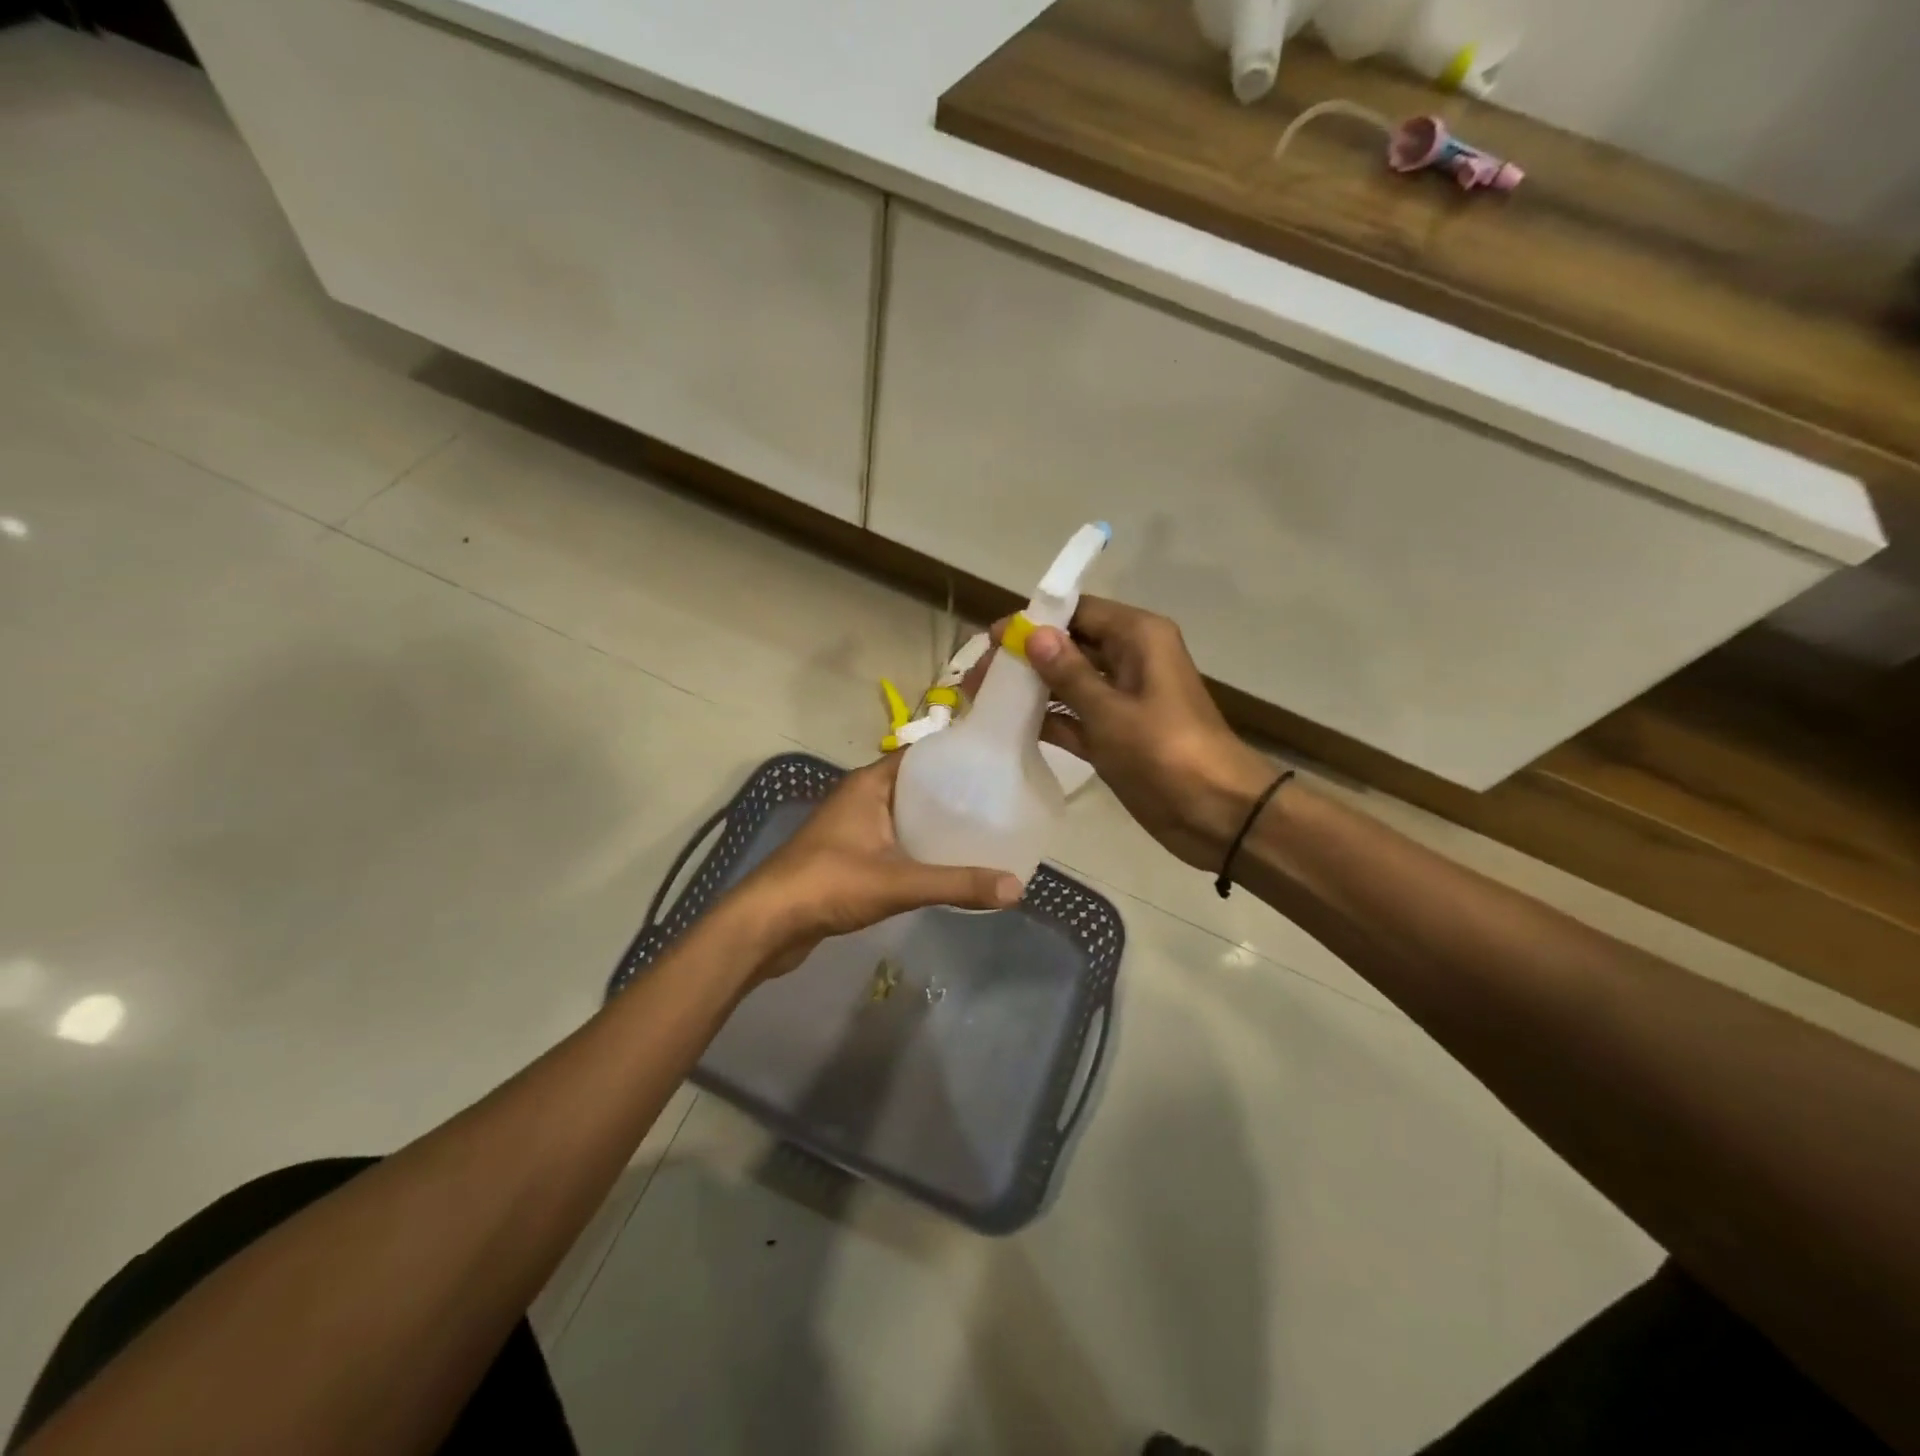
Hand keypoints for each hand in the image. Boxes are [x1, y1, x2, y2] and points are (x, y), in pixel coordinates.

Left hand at [733, 753, 1021, 977]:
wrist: (767, 923)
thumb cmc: (829, 884)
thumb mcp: (899, 882)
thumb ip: (957, 884)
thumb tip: (1016, 888)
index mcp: (869, 785)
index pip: (920, 756)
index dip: (955, 757)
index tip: (994, 766)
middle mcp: (860, 798)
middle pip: (915, 786)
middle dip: (952, 794)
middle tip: (998, 803)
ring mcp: (852, 827)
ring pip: (903, 816)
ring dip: (935, 823)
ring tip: (981, 832)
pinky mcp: (849, 856)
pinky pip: (893, 841)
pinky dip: (917, 848)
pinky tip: (944, 863)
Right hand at [971, 597, 1275, 870]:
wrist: (1216, 814)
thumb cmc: (1166, 751)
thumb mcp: (1111, 710)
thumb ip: (1068, 673)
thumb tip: (1033, 633)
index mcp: (1138, 638)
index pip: (1078, 612)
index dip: (1034, 620)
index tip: (992, 638)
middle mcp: (1129, 660)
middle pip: (1068, 646)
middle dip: (1025, 657)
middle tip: (979, 676)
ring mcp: (1121, 699)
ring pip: (1067, 683)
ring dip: (1030, 689)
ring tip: (982, 699)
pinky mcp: (1114, 734)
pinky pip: (1074, 717)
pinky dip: (1046, 720)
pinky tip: (1007, 727)